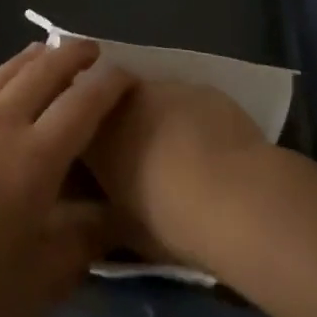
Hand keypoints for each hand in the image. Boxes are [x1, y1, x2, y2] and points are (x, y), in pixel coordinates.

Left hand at [0, 39, 132, 316]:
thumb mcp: (36, 284)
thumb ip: (82, 245)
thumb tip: (115, 217)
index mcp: (36, 156)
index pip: (85, 103)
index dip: (112, 83)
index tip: (130, 76)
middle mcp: (3, 123)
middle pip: (46, 70)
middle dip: (75, 55)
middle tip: (94, 52)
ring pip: (7, 72)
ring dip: (35, 57)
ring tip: (50, 52)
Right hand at [83, 78, 268, 268]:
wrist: (238, 196)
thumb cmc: (171, 220)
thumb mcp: (124, 228)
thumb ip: (106, 208)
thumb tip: (104, 205)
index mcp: (95, 134)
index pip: (78, 130)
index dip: (87, 147)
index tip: (96, 168)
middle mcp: (123, 100)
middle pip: (114, 106)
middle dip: (120, 125)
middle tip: (136, 159)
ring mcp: (165, 88)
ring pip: (152, 99)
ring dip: (154, 118)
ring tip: (175, 153)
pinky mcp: (203, 88)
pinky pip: (186, 101)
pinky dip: (189, 118)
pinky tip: (208, 147)